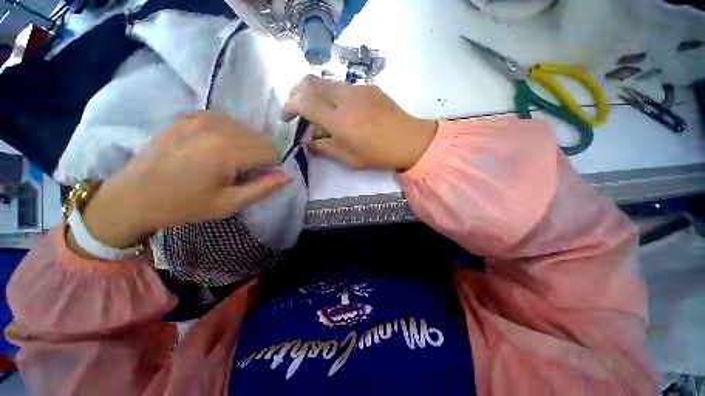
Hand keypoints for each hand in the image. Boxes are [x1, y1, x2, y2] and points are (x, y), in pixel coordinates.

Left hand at [69, 112, 290, 254]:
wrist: (134, 195)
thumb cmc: (184, 204)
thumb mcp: (230, 204)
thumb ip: (264, 188)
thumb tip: (288, 176)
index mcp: (227, 149)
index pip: (272, 151)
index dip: (269, 167)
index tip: (253, 179)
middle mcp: (218, 125)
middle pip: (261, 138)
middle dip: (259, 156)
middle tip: (238, 173)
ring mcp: (202, 116)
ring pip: (247, 129)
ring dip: (246, 146)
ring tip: (225, 161)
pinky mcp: (192, 115)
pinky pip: (228, 122)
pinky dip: (231, 135)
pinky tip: (213, 149)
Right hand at [283, 76, 437, 170]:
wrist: (410, 140)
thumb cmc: (379, 155)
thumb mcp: (349, 159)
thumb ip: (325, 148)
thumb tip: (309, 140)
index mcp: (340, 121)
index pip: (304, 103)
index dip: (289, 107)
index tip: (287, 118)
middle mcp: (345, 98)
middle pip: (309, 83)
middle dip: (296, 94)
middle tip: (296, 109)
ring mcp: (357, 89)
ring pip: (325, 81)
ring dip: (313, 92)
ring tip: (316, 109)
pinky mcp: (368, 86)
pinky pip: (342, 86)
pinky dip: (331, 94)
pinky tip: (339, 109)